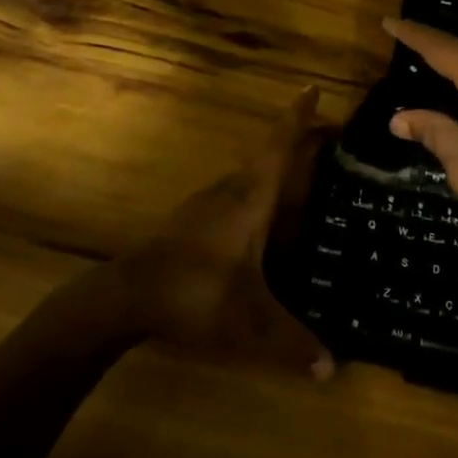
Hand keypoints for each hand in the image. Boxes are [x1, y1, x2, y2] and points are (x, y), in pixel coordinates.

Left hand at [118, 87, 335, 378]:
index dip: (298, 117)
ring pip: (250, 177)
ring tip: (305, 180)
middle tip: (331, 142)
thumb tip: (332, 369)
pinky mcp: (192, 221)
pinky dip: (258, 193)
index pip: (279, 146)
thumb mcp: (250, 322)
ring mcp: (207, 204)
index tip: (314, 88)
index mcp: (250, 198)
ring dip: (276, 170)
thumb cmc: (194, 292)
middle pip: (268, 156)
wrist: (125, 296)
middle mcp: (230, 191)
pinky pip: (235, 196)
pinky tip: (264, 222)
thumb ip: (292, 343)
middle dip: (298, 143)